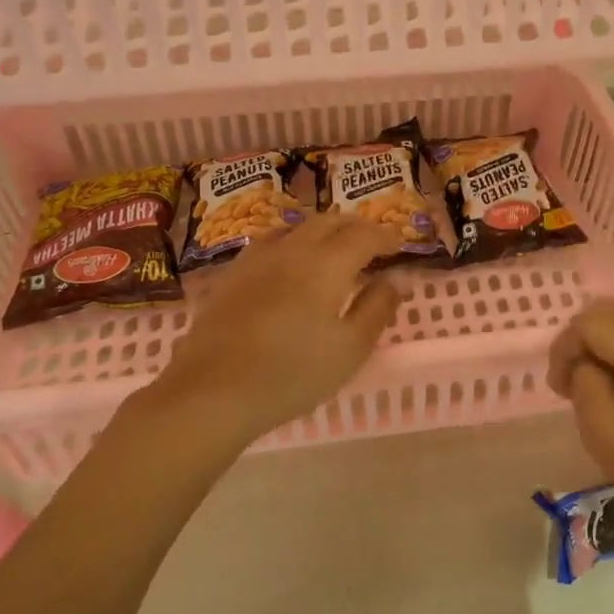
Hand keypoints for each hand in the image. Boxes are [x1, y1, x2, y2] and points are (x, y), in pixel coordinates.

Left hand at [150, 214, 406, 443]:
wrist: (213, 391)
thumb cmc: (293, 374)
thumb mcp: (350, 348)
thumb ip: (378, 307)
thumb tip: (400, 276)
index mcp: (326, 264)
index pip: (363, 234)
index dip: (385, 237)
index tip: (399, 248)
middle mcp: (291, 249)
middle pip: (328, 222)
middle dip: (355, 228)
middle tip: (371, 246)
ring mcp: (255, 259)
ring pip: (295, 228)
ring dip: (322, 232)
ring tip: (333, 252)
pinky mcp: (230, 276)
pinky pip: (269, 244)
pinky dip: (292, 245)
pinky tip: (288, 267)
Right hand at [547, 298, 613, 548]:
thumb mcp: (611, 443)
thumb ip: (587, 389)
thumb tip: (586, 363)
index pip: (592, 323)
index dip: (565, 349)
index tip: (560, 389)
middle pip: (613, 310)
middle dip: (583, 340)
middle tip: (572, 384)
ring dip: (606, 340)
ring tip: (599, 383)